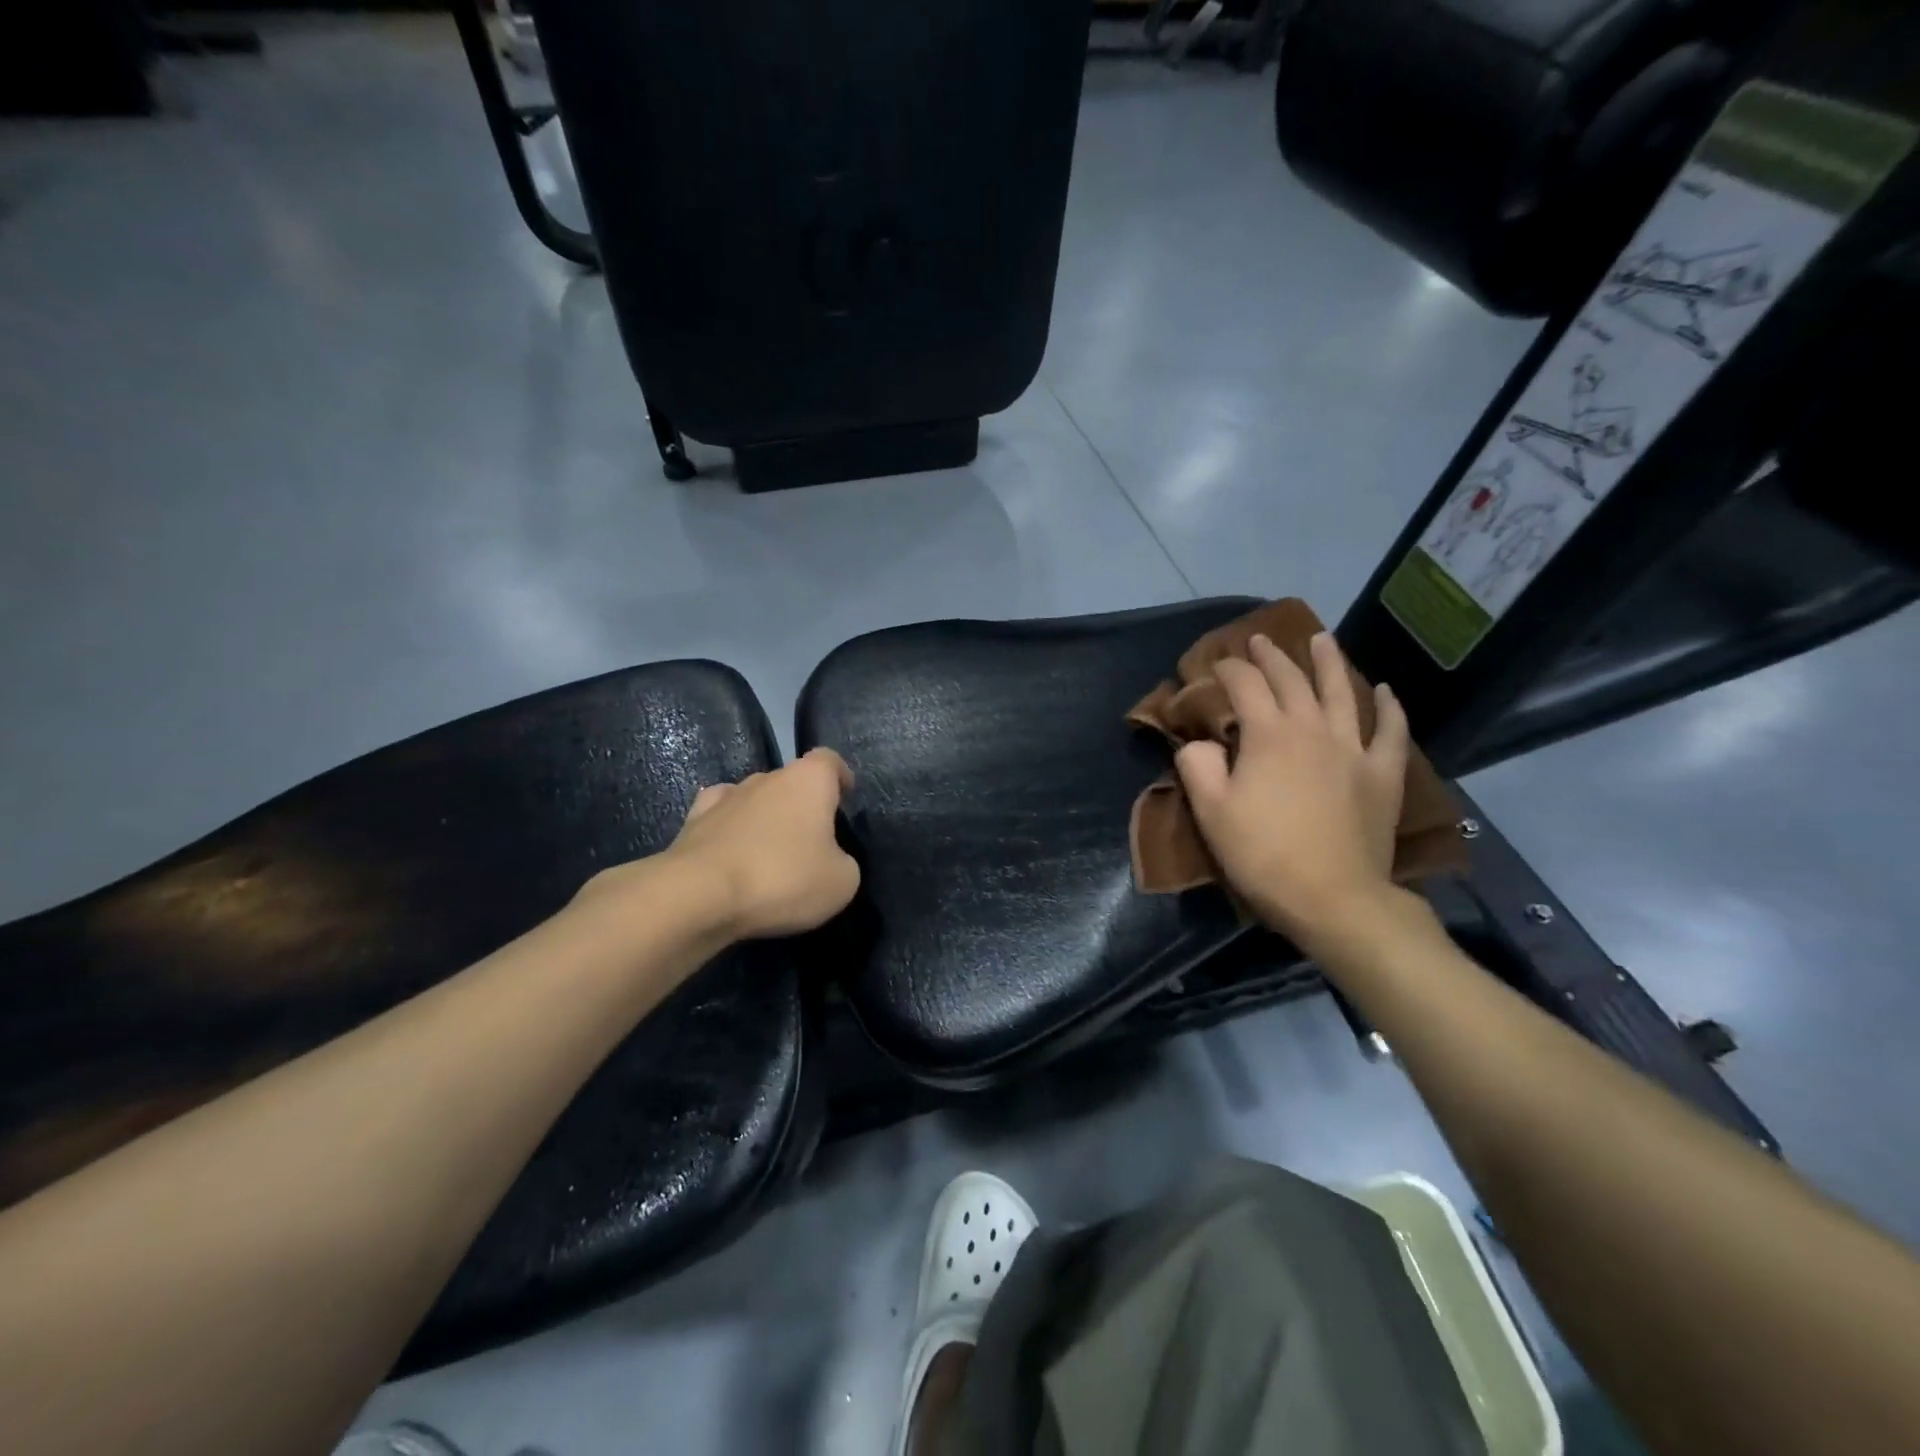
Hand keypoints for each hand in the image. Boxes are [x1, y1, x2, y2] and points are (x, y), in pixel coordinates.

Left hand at [577, 748, 859, 940]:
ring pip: (756, 797)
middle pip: (792, 781)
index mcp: (808, 780)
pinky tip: (732, 847)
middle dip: (802, 804)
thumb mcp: (841, 882)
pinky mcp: (693, 821)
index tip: (844, 797)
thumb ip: (844, 863)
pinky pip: (721, 815)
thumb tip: (831, 861)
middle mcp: (767, 777)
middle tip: (812, 840)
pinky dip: (730, 827)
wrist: (699, 896)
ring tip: (771, 851)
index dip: (840, 776)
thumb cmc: (783, 879)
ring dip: (766, 817)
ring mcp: (726, 796)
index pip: (829, 760)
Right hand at [1175, 632, 1408, 947]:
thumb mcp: (1211, 812)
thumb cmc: (1263, 855)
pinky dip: (1388, 707)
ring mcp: (1353, 749)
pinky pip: (1390, 731)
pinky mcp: (1382, 774)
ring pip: (1341, 692)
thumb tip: (1199, 743)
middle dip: (1271, 657)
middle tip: (1258, 641)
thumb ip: (1198, 766)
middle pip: (1291, 681)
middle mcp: (1312, 729)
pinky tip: (1384, 690)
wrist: (1333, 898)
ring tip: (1320, 639)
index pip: (1245, 686)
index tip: (1214, 664)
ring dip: (1328, 662)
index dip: (1228, 669)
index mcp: (1268, 736)